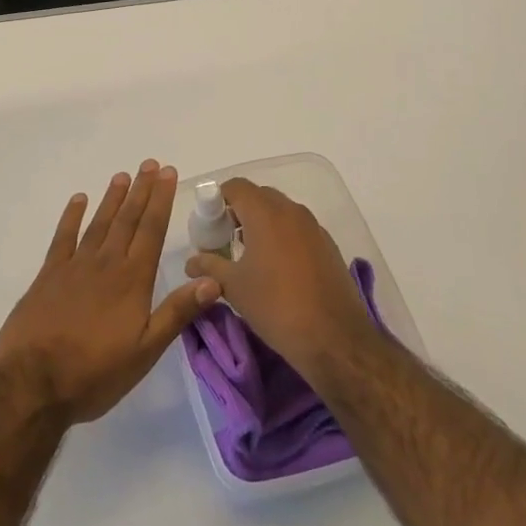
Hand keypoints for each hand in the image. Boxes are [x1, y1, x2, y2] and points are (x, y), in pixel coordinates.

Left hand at [0, 161, 220, 423]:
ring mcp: (74, 266)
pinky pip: (62, 238)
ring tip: (122, 175)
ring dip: (112, 198)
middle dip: (141, 190)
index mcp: (132, 280)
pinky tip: (78, 199)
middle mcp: (106, 264)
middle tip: (150, 164)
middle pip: (127, 219)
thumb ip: (177, 312)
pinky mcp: (47, 276)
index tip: (168, 173)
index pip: (151, 230)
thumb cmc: (95, 373)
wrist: (33, 384)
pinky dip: (71, 217)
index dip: (161, 200)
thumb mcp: (145, 351)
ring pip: (99, 223)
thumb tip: (213, 280)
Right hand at [184, 178, 374, 370]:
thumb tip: (191, 261)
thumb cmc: (276, 306)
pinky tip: (277, 270)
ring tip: (249, 258)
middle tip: (224, 241)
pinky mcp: (328, 245)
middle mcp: (292, 211)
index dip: (217, 200)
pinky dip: (283, 237)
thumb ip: (209, 266)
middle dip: (239, 212)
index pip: (236, 187)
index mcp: (266, 213)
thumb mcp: (234, 287)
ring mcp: (314, 227)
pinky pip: (298, 229)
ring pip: (280, 212)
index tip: (209, 226)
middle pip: (259, 196)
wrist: (334, 338)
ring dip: (262, 225)